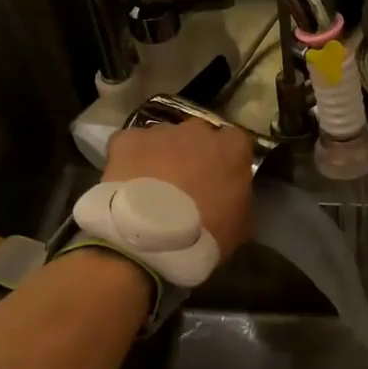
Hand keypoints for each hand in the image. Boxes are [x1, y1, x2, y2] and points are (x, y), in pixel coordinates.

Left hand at [103, 119, 253, 255]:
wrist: (152, 238)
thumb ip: (239, 201)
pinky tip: (126, 183)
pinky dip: (129, 159)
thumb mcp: (240, 226)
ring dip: (160, 157)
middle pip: (198, 136)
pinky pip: (130, 145)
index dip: (225, 162)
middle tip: (185, 185)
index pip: (235, 143)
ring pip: (163, 139)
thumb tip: (232, 200)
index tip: (219, 181)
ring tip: (151, 188)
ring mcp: (160, 132)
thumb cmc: (206, 234)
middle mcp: (198, 130)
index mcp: (233, 147)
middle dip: (192, 154)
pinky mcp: (127, 139)